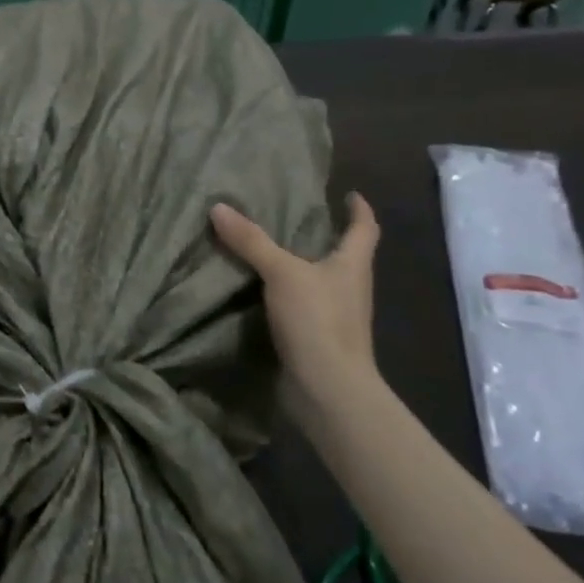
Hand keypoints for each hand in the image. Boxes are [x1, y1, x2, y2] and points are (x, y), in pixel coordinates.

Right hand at [211, 194, 381, 414]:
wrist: (327, 388)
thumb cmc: (318, 320)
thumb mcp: (281, 273)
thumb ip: (251, 241)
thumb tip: (219, 207)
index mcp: (352, 265)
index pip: (365, 229)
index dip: (359, 210)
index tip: (349, 194)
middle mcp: (350, 288)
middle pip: (343, 256)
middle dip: (325, 237)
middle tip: (294, 218)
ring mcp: (335, 316)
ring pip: (319, 282)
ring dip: (301, 267)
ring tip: (269, 251)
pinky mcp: (316, 338)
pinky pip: (300, 307)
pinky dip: (284, 295)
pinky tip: (258, 291)